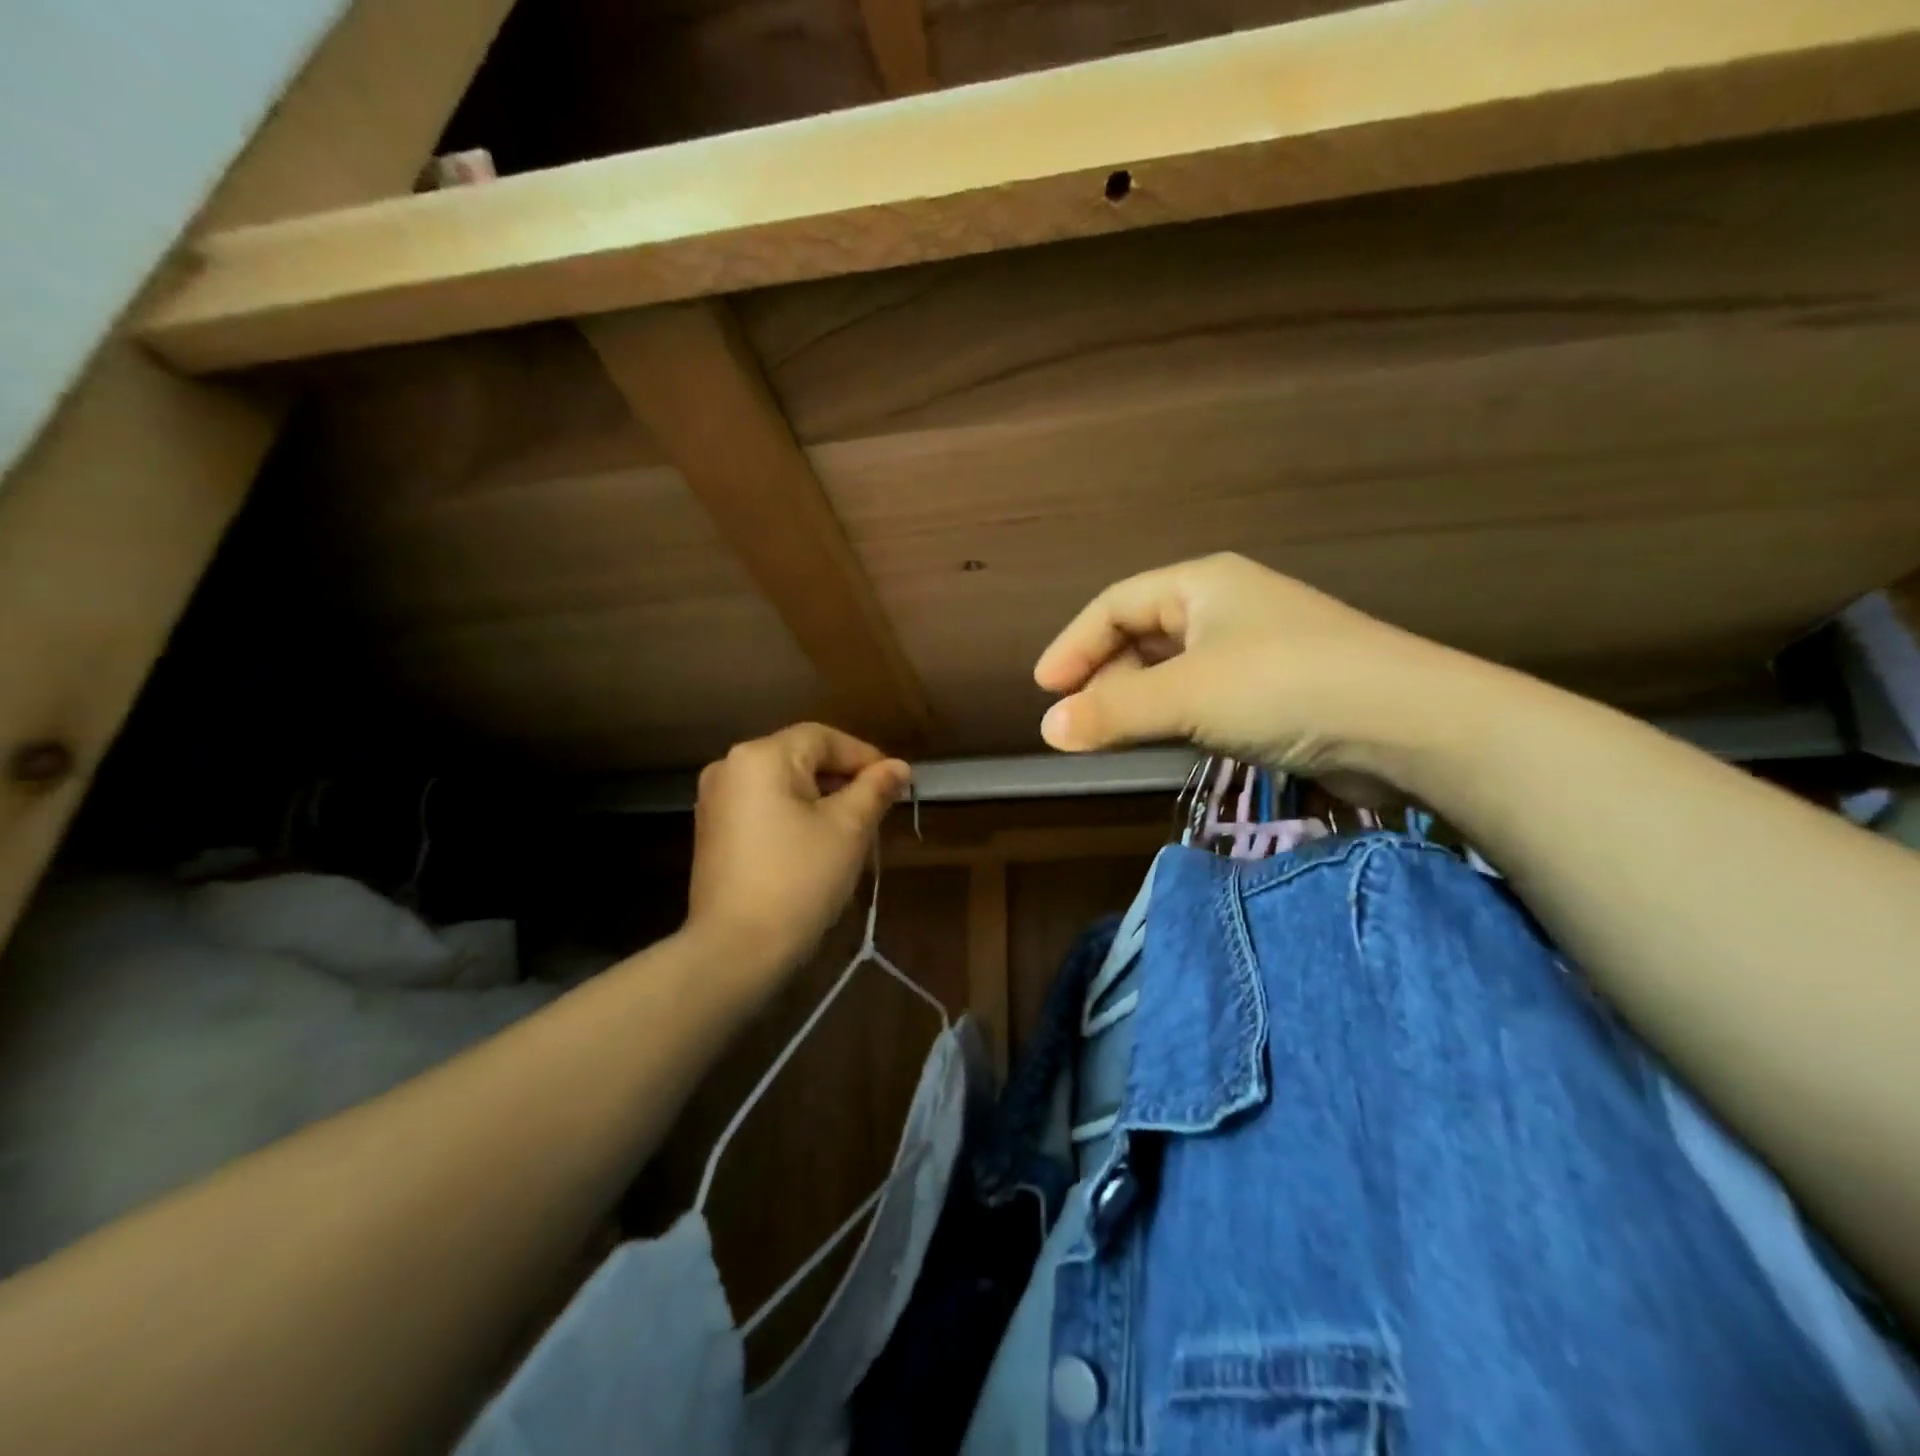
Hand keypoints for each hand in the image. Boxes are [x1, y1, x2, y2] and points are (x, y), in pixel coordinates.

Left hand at [686, 723, 909, 987]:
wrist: (736, 950)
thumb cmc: (799, 880)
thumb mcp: (848, 830)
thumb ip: (875, 789)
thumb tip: (899, 767)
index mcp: (761, 757)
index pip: (823, 739)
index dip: (864, 757)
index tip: (895, 784)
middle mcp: (730, 767)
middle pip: (801, 757)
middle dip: (843, 779)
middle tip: (879, 808)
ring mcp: (715, 800)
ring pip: (783, 783)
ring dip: (821, 798)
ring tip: (854, 828)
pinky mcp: (712, 830)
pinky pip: (764, 806)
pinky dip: (794, 814)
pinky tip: (816, 843)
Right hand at [1034, 553, 1474, 783]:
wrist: (1409, 724)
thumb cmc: (1285, 687)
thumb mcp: (1187, 697)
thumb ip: (1112, 712)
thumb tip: (1048, 728)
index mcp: (1201, 583)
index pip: (1115, 605)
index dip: (1073, 644)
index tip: (1044, 689)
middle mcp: (1225, 606)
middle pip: (1141, 635)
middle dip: (1103, 676)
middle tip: (1078, 721)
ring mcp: (1254, 647)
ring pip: (1171, 669)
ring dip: (1136, 699)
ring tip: (1110, 735)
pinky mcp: (1275, 689)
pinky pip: (1202, 695)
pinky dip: (1172, 715)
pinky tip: (1164, 740)